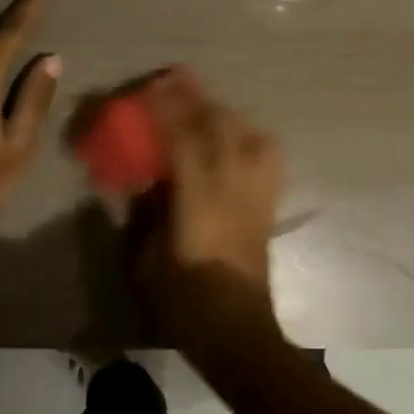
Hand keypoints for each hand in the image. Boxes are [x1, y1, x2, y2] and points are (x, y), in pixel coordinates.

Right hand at [135, 72, 284, 338]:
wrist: (236, 332)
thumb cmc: (184, 300)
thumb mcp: (147, 257)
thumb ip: (146, 212)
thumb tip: (144, 181)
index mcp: (199, 200)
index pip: (184, 139)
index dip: (168, 108)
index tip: (152, 86)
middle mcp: (233, 187)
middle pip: (221, 127)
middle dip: (197, 99)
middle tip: (175, 81)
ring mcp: (257, 194)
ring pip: (250, 135)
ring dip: (224, 113)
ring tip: (204, 106)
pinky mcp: (269, 206)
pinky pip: (268, 158)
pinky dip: (251, 137)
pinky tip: (236, 138)